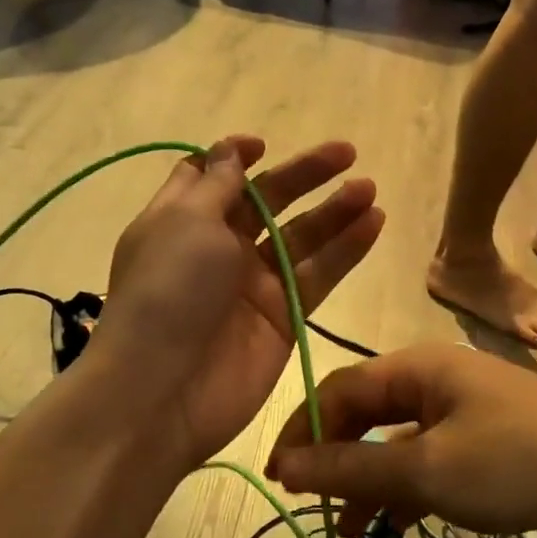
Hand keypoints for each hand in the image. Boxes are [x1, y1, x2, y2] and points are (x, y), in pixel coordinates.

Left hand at [85, 135, 384, 474]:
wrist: (163, 392)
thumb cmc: (167, 291)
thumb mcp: (186, 222)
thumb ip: (218, 184)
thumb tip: (232, 151)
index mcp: (184, 220)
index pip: (212, 178)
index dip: (238, 158)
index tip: (264, 146)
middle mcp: (218, 248)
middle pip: (268, 201)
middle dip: (305, 175)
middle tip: (348, 153)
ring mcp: (254, 285)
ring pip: (301, 237)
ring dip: (335, 211)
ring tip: (369, 189)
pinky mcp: (284, 316)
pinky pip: (320, 275)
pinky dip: (346, 250)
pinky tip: (374, 223)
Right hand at [267, 344, 536, 537]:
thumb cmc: (515, 462)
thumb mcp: (425, 470)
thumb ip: (352, 467)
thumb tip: (286, 466)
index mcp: (417, 366)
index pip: (339, 389)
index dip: (303, 432)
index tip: (280, 481)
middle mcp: (439, 376)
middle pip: (368, 411)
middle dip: (338, 457)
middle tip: (314, 507)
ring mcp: (469, 406)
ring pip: (401, 438)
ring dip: (372, 477)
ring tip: (348, 528)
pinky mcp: (493, 436)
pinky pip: (434, 454)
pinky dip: (412, 484)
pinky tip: (401, 520)